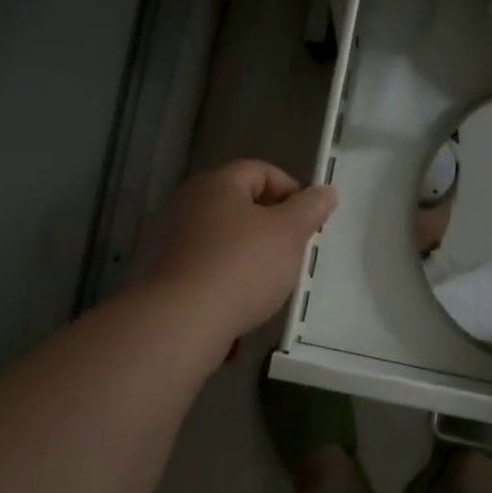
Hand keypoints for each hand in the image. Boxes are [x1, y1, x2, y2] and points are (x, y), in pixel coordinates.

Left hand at [142, 160, 337, 342]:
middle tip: (293, 249)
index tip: (309, 220)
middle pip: (239, 203)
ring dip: (248, 253)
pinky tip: (240, 302)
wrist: (182, 322)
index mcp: (217, 184)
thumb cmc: (242, 267)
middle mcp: (189, 204)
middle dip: (270, 224)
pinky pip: (206, 267)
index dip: (290, 189)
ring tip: (270, 281)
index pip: (260, 170)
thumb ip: (310, 209)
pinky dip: (226, 278)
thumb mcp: (289, 234)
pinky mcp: (165, 274)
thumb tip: (326, 192)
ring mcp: (172, 239)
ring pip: (223, 237)